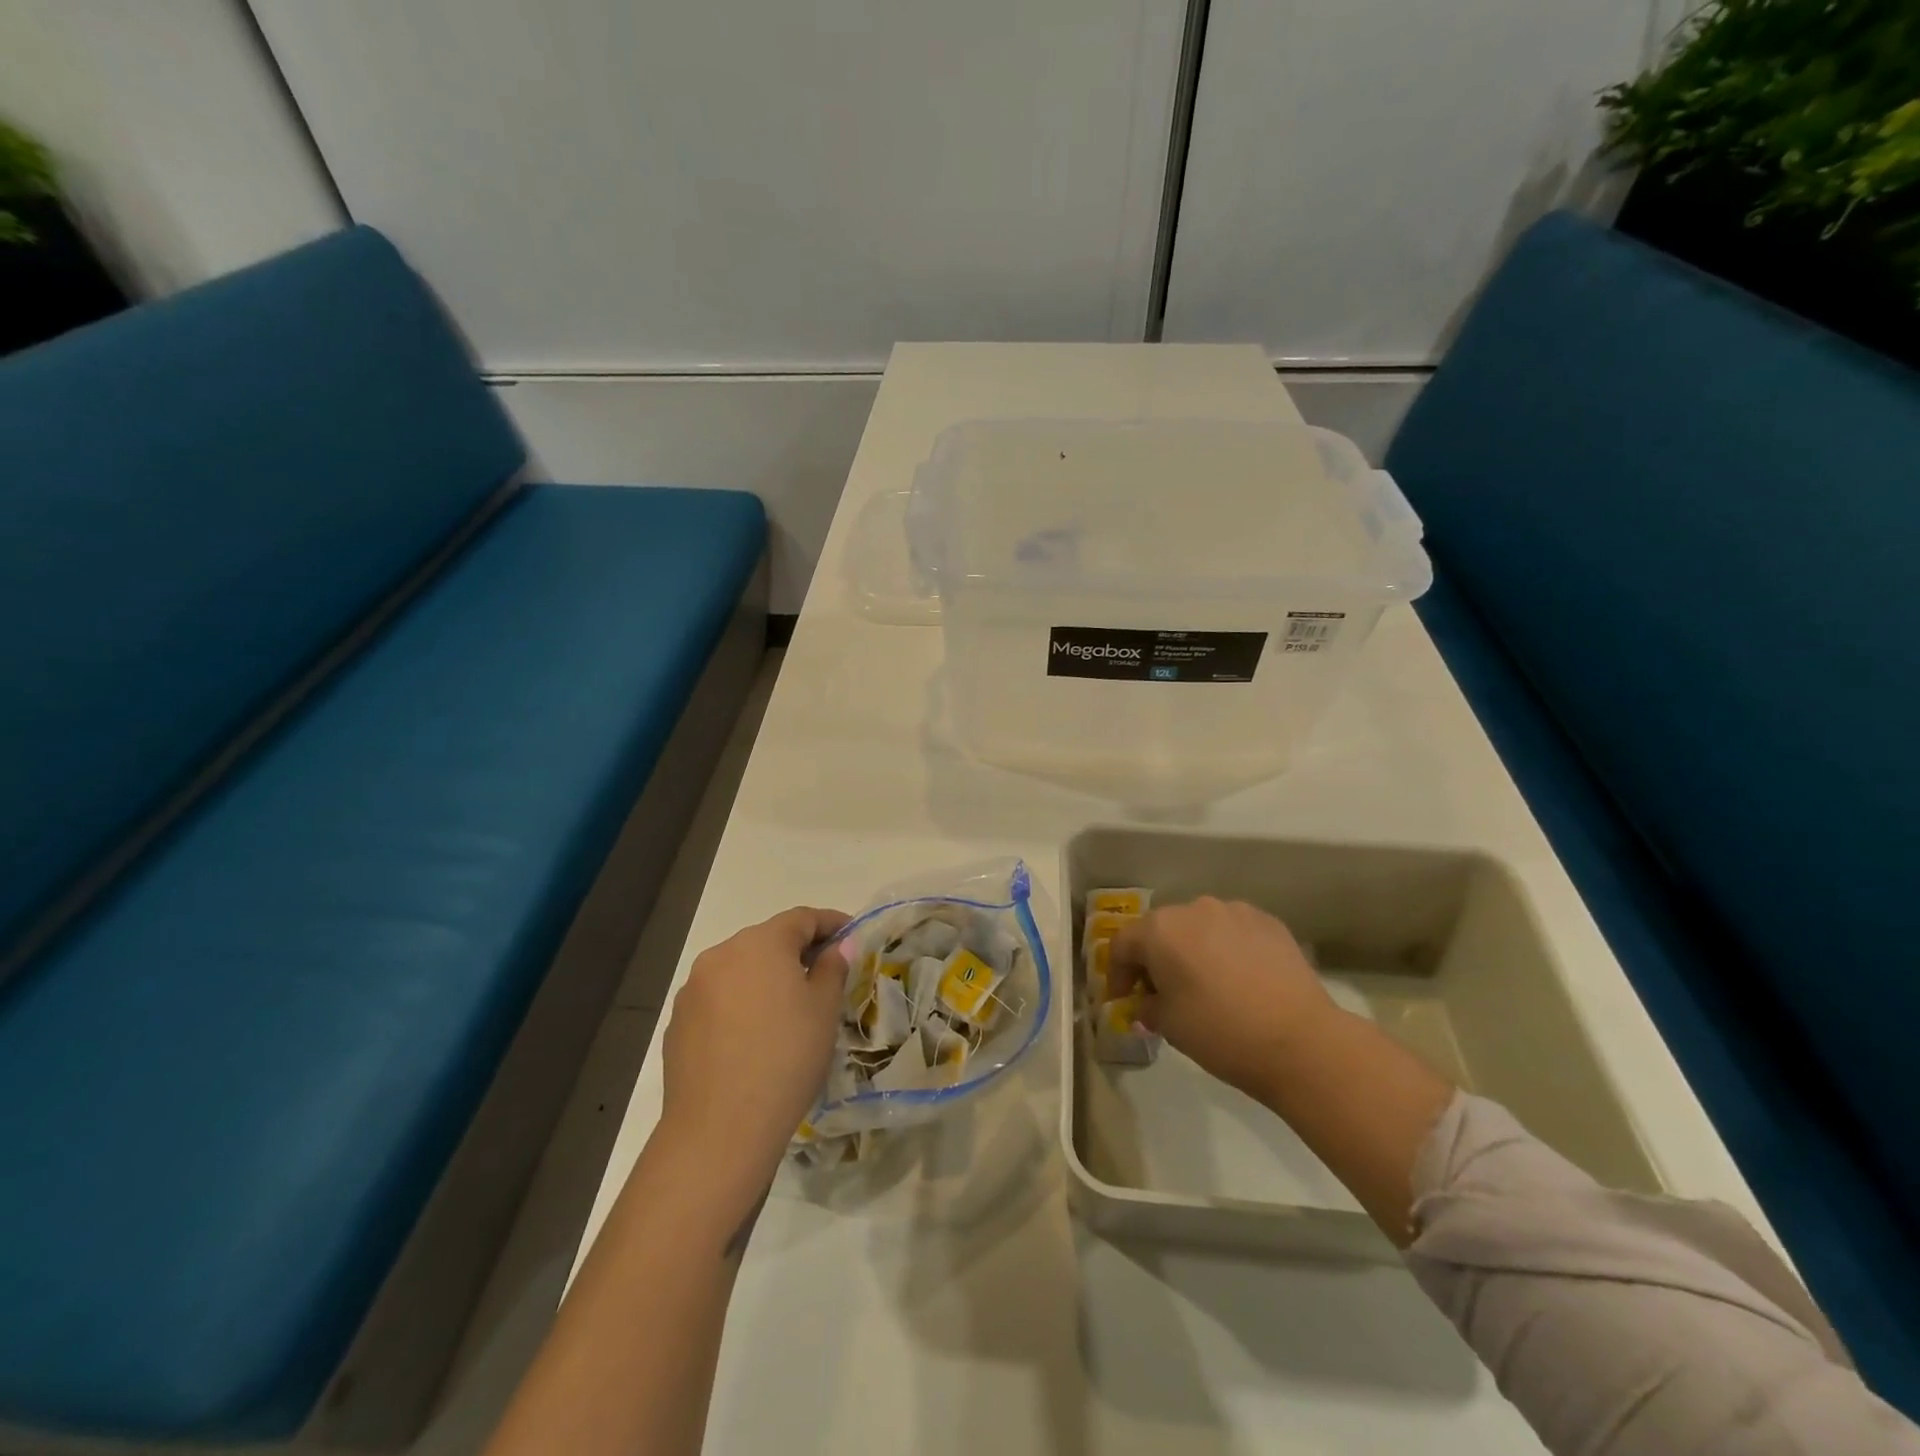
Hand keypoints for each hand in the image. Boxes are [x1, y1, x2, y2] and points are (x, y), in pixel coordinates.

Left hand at [658, 907, 850, 1187]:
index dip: (830, 923)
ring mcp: (694, 989)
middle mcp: (721, 954)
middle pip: (767, 940)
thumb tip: (839, 946)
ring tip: (789, 1007)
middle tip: (825, 973)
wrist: (719, 1129)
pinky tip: (754, 1036)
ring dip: (766, 977)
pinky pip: (718, 999)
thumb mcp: (824, 1010)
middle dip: (797, 951)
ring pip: (740, 970)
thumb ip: (833, 968)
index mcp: (761, 943)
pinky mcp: (678, 1022)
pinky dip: (741, 1004)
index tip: (851, 935)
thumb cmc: (786, 1058)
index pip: (802, 918)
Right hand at [1109, 898, 1338, 1104]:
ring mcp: (1235, 911)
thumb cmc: (1220, 1032)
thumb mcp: (1169, 1026)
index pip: (1122, 945)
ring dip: (1192, 950)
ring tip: (1204, 984)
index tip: (1122, 1001)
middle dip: (1155, 959)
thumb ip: (1148, 1006)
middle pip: (1161, 930)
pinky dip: (1226, 949)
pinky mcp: (1269, 922)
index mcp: (1161, 930)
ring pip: (1199, 927)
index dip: (1117, 974)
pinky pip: (1233, 931)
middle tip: (1161, 993)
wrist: (1301, 1041)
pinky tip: (1238, 979)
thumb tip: (1148, 1002)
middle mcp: (1194, 908)